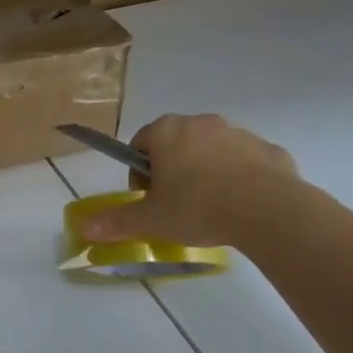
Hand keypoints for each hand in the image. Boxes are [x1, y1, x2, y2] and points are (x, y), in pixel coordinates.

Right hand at [81, 114, 300, 247]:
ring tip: (212, 208)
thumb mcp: (151, 219)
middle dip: (174, 169)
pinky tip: (243, 206)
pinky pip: (247, 162)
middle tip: (177, 205)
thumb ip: (116, 221)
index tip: (149, 198)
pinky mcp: (270, 150)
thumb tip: (83, 230)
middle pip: (176, 144)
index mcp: (167, 132)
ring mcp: (238, 133)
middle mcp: (200, 123)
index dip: (139, 172)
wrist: (269, 211)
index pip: (140, 144)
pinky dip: (242, 178)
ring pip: (212, 151)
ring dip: (207, 172)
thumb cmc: (198, 207)